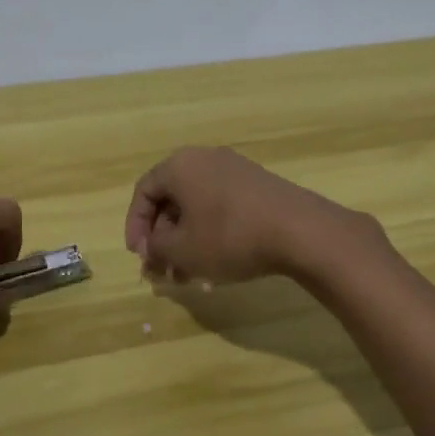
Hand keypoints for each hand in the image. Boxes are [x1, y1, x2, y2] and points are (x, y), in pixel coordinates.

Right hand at [123, 147, 377, 286]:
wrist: (299, 229)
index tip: (140, 256)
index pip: (144, 192)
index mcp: (180, 165)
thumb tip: (152, 246)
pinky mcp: (257, 184)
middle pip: (172, 199)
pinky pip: (222, 206)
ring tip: (191, 276)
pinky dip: (212, 233)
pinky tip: (219, 264)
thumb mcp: (183, 249)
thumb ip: (156, 247)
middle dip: (164, 238)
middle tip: (164, 271)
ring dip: (188, 240)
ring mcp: (235, 169)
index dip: (135, 226)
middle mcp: (205, 158)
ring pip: (198, 206)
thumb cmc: (230, 236)